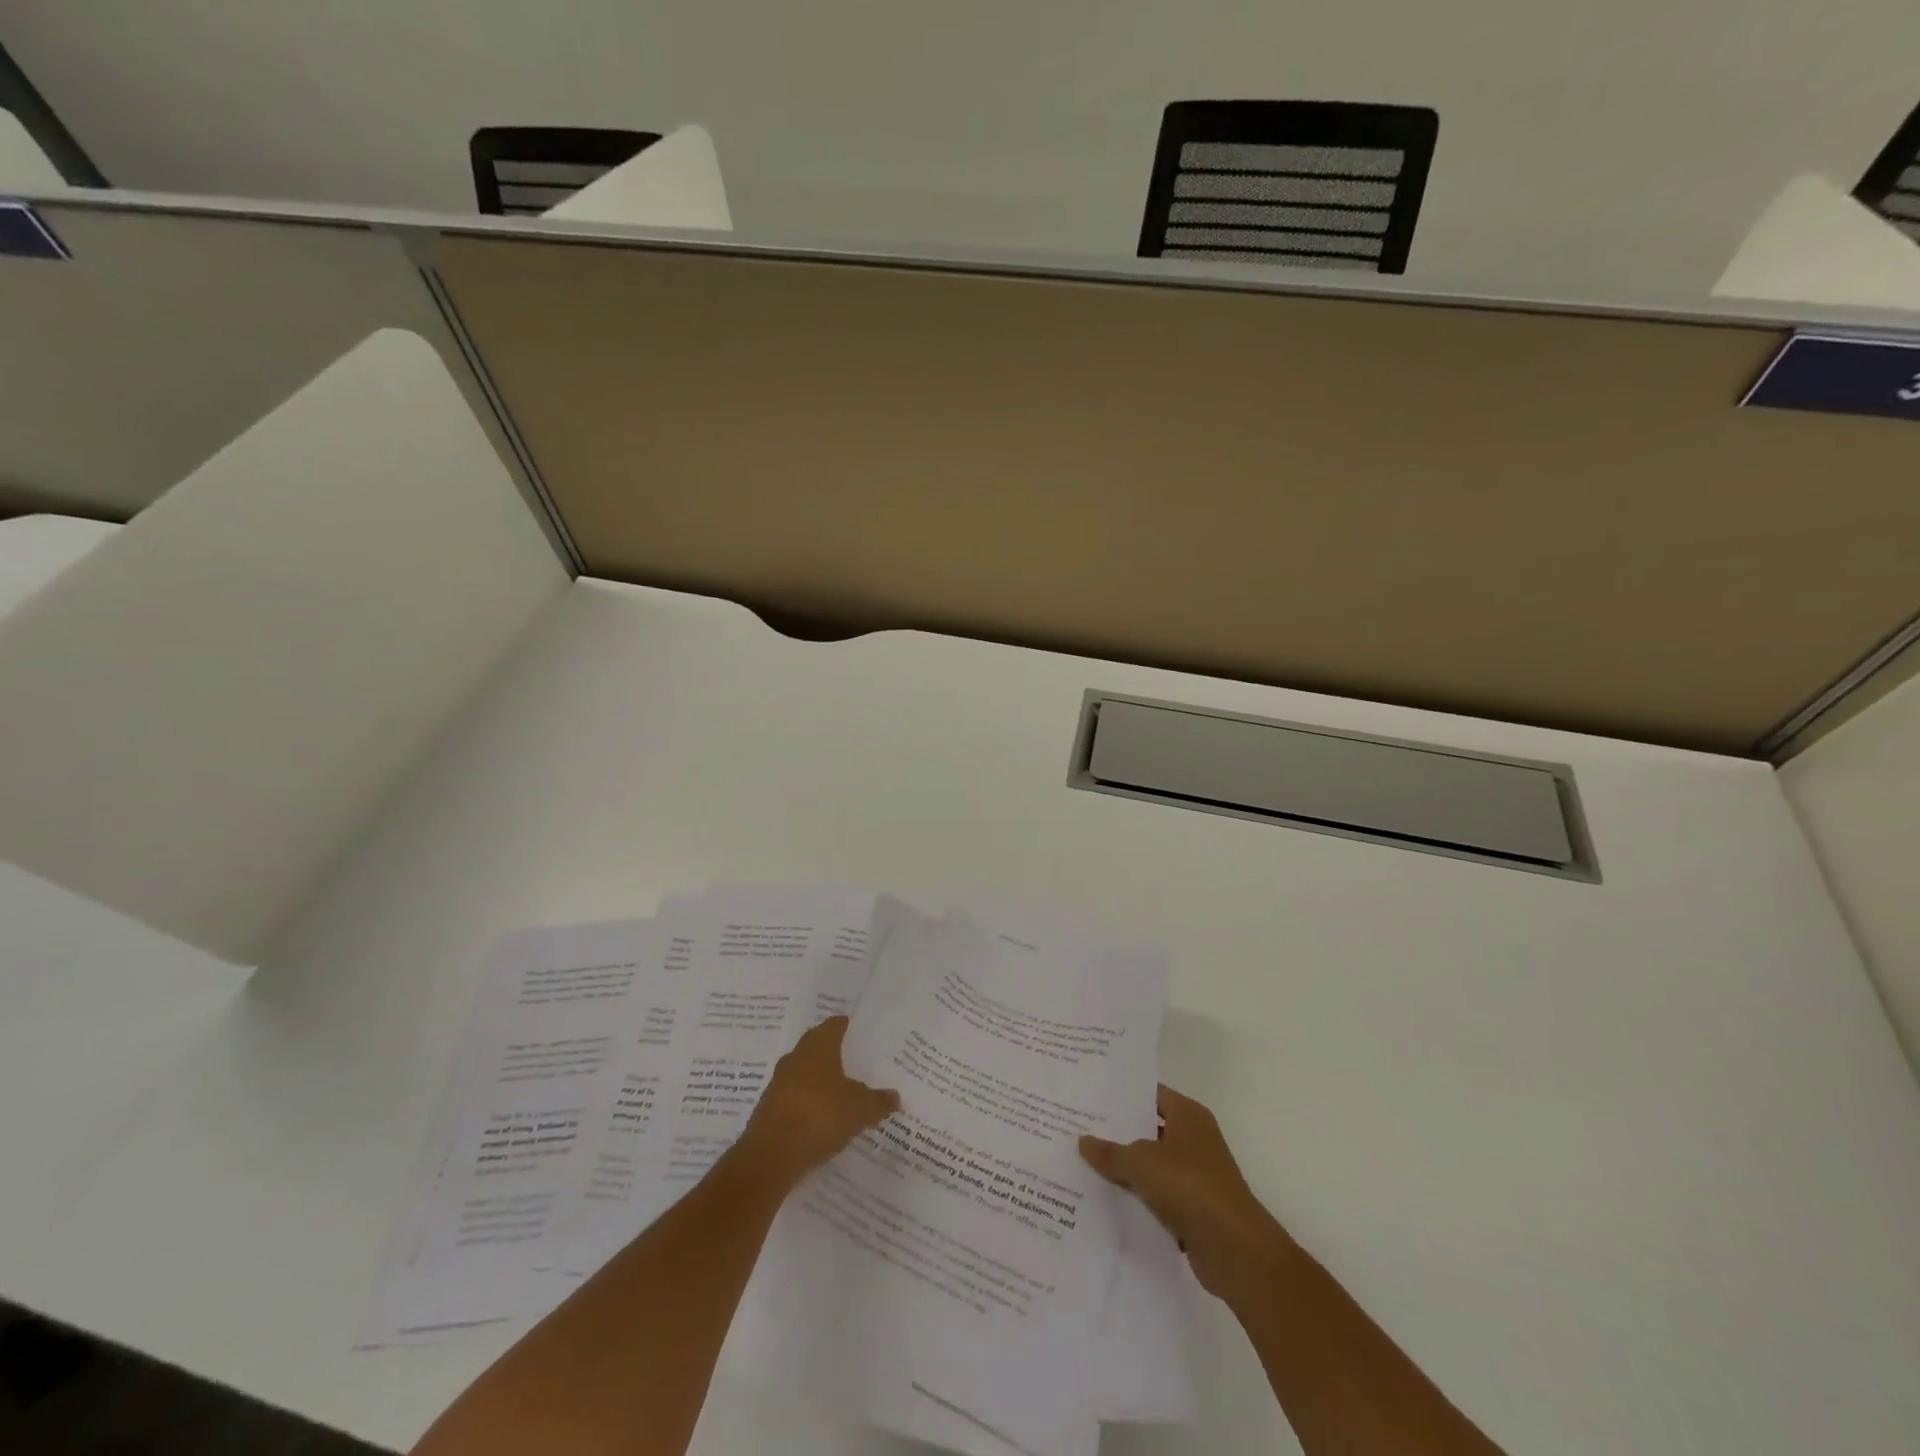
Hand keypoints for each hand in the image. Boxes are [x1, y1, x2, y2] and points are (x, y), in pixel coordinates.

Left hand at [735, 1017, 899, 1189]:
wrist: (771, 1156)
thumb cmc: (821, 1115)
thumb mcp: (861, 1109)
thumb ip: (879, 1100)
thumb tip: (895, 1096)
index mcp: (818, 1046)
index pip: (834, 1025)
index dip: (848, 1026)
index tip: (862, 1032)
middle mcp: (796, 1057)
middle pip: (817, 1048)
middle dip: (835, 1054)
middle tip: (857, 1062)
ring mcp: (779, 1083)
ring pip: (805, 1074)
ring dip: (820, 1082)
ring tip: (843, 1093)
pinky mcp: (769, 1110)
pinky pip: (795, 1099)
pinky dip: (808, 1105)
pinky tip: (823, 1119)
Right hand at [1080, 1084, 1289, 1300]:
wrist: (1235, 1250)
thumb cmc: (1190, 1187)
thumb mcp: (1142, 1162)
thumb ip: (1111, 1152)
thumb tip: (1083, 1141)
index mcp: (1188, 1115)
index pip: (1150, 1094)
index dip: (1122, 1095)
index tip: (1090, 1096)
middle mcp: (1194, 1139)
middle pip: (1149, 1129)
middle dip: (1118, 1132)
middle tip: (1079, 1128)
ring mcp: (1195, 1175)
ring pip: (1151, 1164)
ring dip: (1125, 1168)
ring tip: (1085, 1162)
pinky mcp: (1193, 1208)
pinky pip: (1157, 1194)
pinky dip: (1137, 1197)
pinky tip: (1106, 1198)